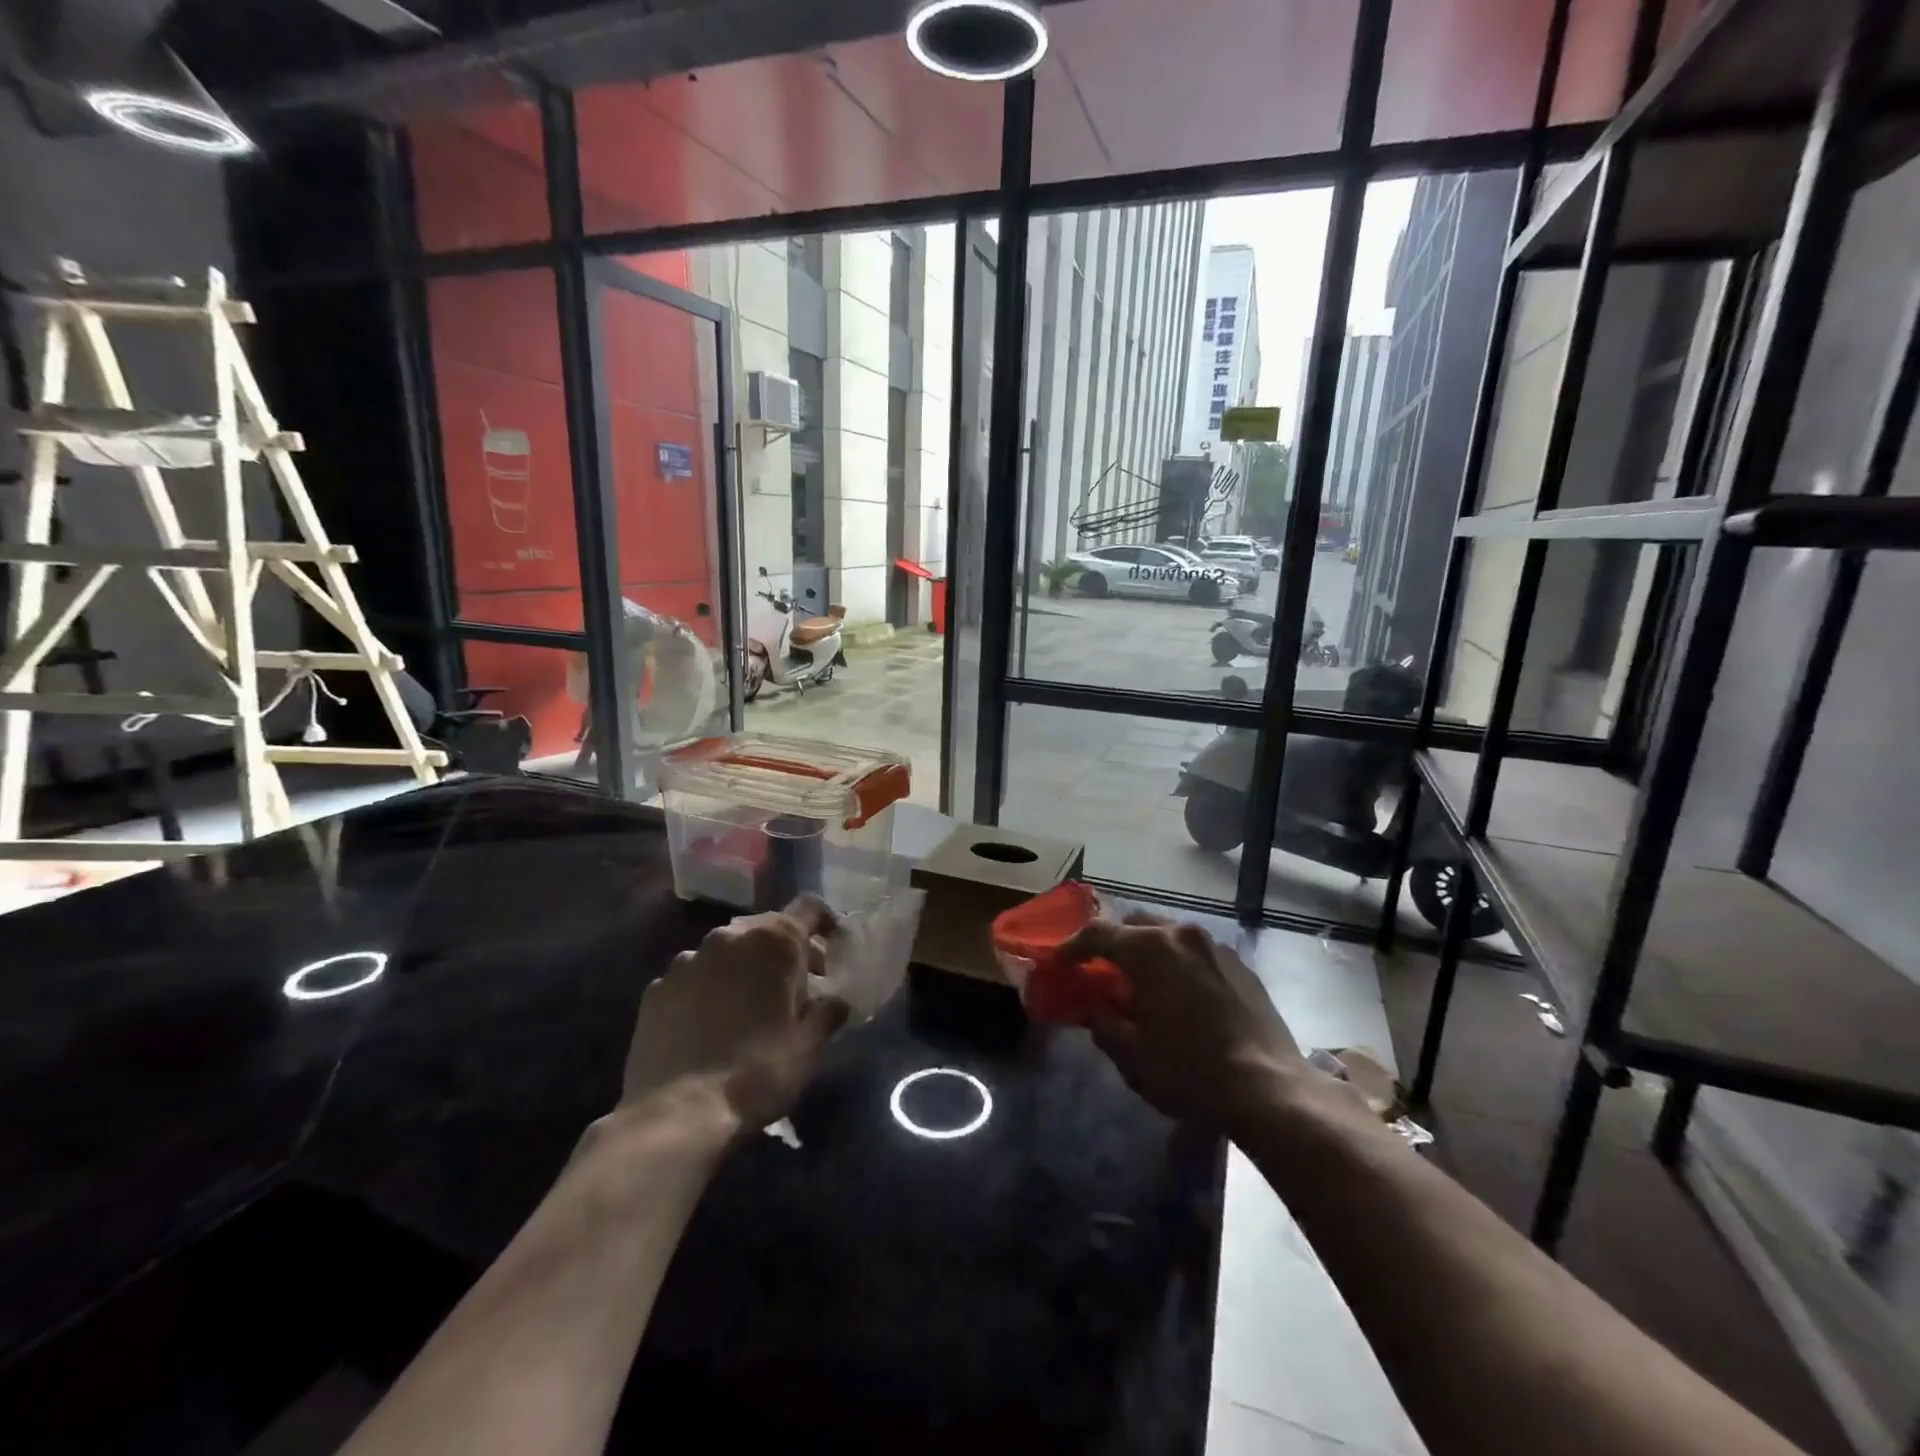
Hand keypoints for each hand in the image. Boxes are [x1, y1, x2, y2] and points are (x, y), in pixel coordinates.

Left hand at [618, 895, 848, 1138]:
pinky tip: (710, 1027)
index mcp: (774, 940)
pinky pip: (693, 978)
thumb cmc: (757, 1072)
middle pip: (766, 927)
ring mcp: (686, 960)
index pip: (810, 909)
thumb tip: (834, 1001)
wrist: (676, 1116)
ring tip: (749, 1010)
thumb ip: (828, 1012)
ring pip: (727, 952)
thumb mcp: (810, 1046)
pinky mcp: (656, 989)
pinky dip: (707, 991)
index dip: (826, 924)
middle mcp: (728, 937)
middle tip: (796, 989)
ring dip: (744, 969)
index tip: (833, 951)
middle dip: (784, 952)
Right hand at [1060, 913, 1309, 1139]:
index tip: (1059, 965)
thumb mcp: (1132, 1056)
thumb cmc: (1190, 1070)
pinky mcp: (1240, 964)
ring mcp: (1215, 946)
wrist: (1269, 1088)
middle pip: (1134, 925)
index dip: (1071, 948)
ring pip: (1168, 934)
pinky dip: (1178, 963)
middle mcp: (1180, 934)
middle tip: (1102, 972)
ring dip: (1148, 951)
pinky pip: (1196, 952)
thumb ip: (1103, 1024)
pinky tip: (1181, 995)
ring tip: (1143, 983)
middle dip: (1113, 944)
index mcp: (1149, 949)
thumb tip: (1093, 1009)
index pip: (1097, 933)